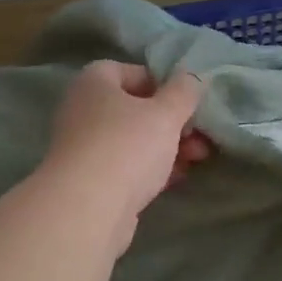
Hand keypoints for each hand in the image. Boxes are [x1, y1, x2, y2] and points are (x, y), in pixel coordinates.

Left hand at [40, 61, 209, 231]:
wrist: (87, 209)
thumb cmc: (127, 147)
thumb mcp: (166, 114)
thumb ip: (183, 92)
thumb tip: (191, 77)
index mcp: (94, 83)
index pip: (129, 71)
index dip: (161, 82)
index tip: (186, 101)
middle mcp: (83, 110)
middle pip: (134, 108)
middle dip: (171, 121)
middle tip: (199, 135)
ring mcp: (83, 147)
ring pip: (132, 140)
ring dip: (166, 146)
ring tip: (197, 159)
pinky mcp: (89, 181)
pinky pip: (125, 166)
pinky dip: (150, 169)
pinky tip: (175, 179)